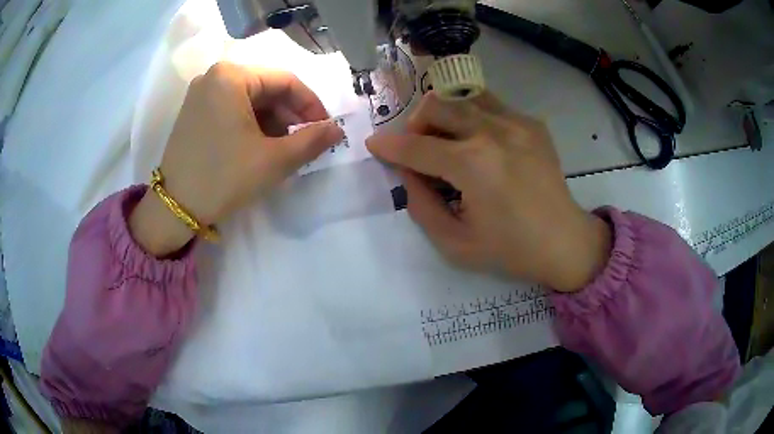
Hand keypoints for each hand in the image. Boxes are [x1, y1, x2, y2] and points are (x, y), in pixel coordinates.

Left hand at [129, 62, 342, 255]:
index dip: (311, 104)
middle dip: (290, 114)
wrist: (175, 208)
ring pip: (249, 98)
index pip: (285, 81)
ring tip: (283, 147)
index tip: (324, 128)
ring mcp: (201, 93)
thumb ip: (312, 140)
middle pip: (266, 87)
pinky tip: (258, 145)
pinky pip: (232, 107)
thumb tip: (338, 129)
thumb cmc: (223, 178)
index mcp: (232, 76)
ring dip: (272, 120)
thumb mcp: (274, 160)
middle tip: (305, 140)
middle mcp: (214, 75)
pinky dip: (251, 123)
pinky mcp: (194, 110)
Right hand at [366, 92, 610, 291]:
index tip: (373, 145)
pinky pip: (490, 105)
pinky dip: (472, 117)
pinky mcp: (532, 123)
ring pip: (462, 95)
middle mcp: (493, 133)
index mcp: (473, 166)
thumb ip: (420, 204)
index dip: (388, 146)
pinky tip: (481, 143)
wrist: (564, 241)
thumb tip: (407, 172)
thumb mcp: (454, 242)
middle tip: (418, 147)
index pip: (416, 146)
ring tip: (448, 140)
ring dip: (444, 113)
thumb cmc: (510, 250)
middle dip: (415, 123)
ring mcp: (517, 122)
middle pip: (437, 103)